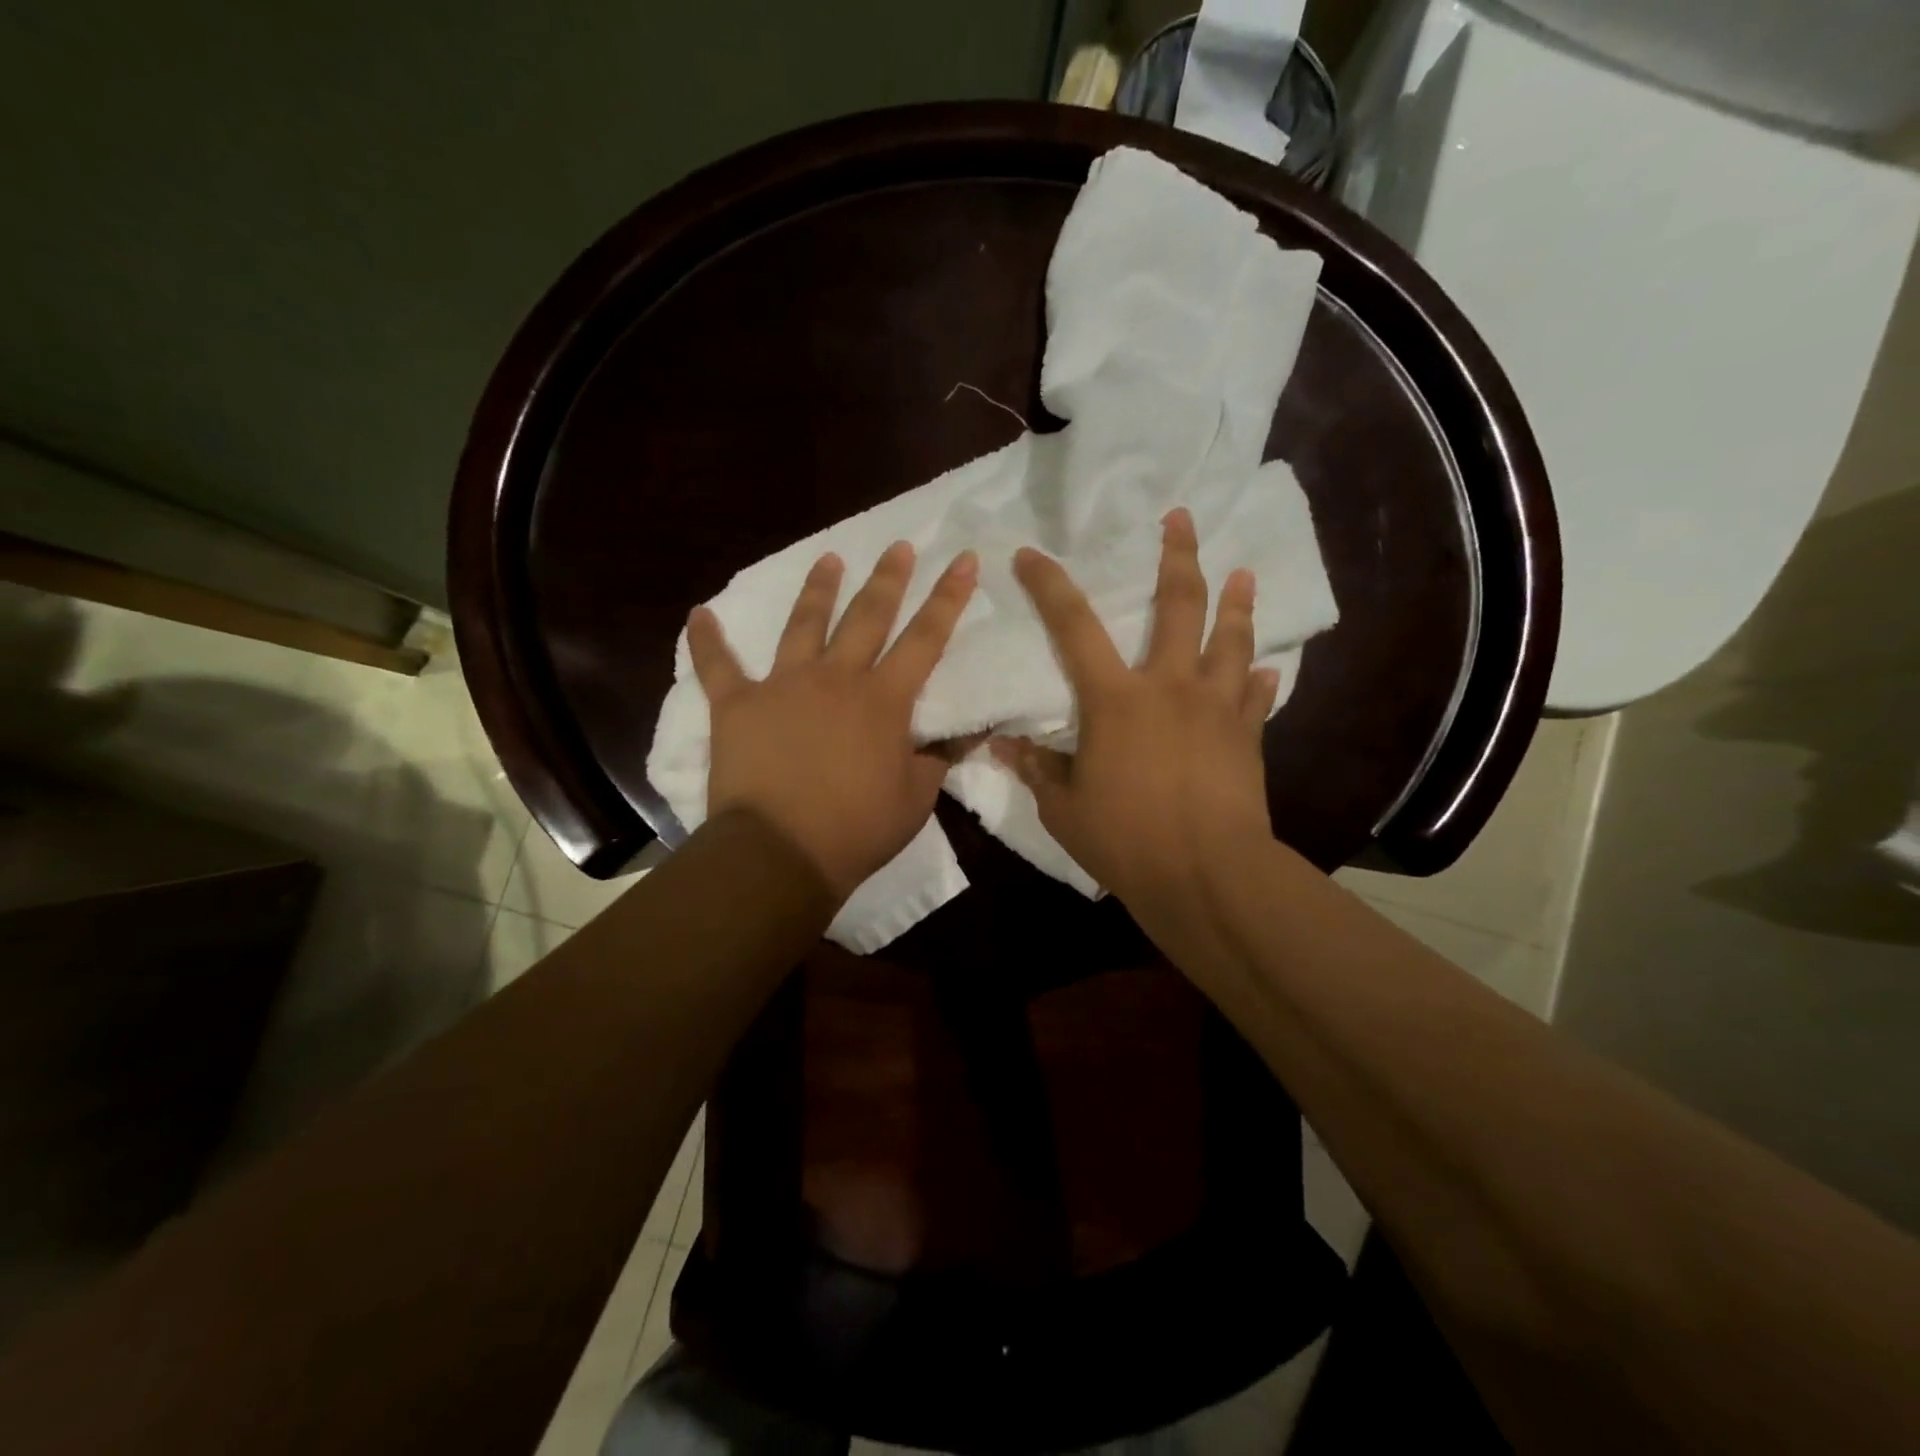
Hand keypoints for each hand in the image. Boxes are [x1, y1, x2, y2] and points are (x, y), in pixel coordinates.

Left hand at [688, 543, 977, 900]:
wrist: (781, 852)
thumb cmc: (856, 830)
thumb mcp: (917, 799)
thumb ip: (938, 760)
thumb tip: (965, 736)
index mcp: (884, 700)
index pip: (926, 638)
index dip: (949, 597)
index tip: (963, 559)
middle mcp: (836, 678)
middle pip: (867, 616)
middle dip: (888, 579)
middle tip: (899, 546)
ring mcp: (783, 685)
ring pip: (804, 625)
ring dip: (818, 590)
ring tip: (829, 558)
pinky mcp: (738, 704)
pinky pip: (717, 666)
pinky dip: (706, 640)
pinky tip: (698, 614)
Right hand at [992, 508, 1280, 959]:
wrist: (1206, 874)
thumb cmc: (1126, 838)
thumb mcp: (1064, 808)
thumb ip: (1038, 770)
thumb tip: (1004, 746)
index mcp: (1115, 700)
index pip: (1074, 628)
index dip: (1049, 586)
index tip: (1030, 554)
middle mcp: (1170, 687)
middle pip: (1179, 607)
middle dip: (1179, 556)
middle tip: (1182, 518)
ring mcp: (1216, 709)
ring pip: (1231, 641)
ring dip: (1237, 604)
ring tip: (1244, 573)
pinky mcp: (1247, 737)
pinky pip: (1256, 698)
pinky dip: (1259, 680)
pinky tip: (1266, 671)